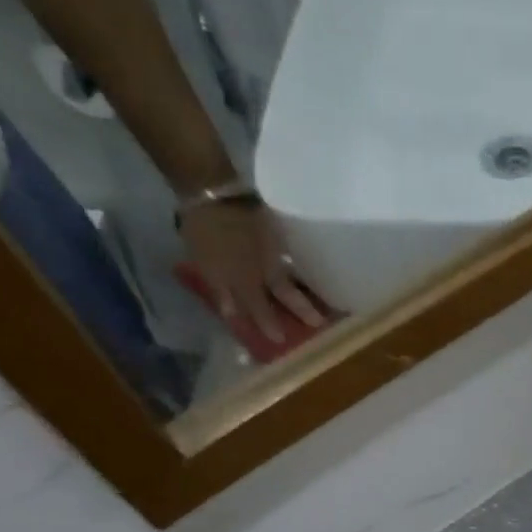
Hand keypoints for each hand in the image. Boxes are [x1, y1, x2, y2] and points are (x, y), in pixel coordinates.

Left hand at [180, 201, 326, 348]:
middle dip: (304, 309)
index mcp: (247, 280)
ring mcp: (276, 250)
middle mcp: (267, 269)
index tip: (283, 341)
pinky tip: (312, 272)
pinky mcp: (280, 233)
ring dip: (310, 288)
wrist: (212, 190)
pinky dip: (302, 266)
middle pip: (288, 293)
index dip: (271, 325)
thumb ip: (222, 291)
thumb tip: (233, 314)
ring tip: (327, 300)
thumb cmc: (205, 232)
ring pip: (295, 273)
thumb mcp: (206, 265)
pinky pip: (294, 255)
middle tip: (321, 323)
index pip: (261, 308)